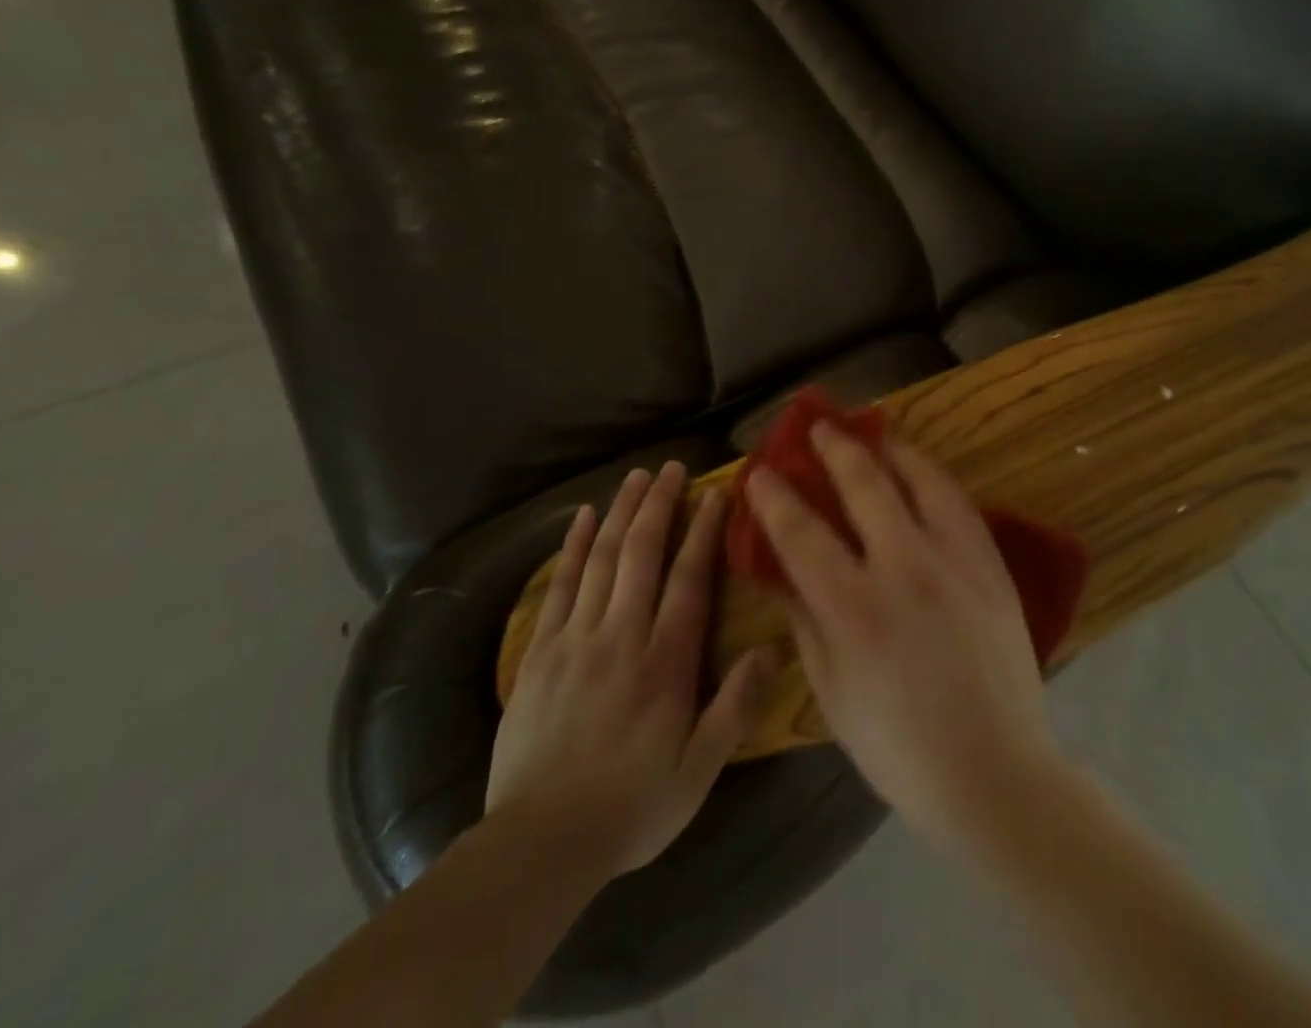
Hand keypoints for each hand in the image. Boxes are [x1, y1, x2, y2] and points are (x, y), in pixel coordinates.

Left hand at [486, 462, 775, 877]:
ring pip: (601, 558)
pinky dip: (572, 546)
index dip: (704, 531)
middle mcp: (622, 635)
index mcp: (665, 662)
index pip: (689, 579)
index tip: (716, 493)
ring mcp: (575, 638)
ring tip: (634, 476)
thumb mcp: (699, 772)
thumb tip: (771, 649)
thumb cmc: (632, 807)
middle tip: (670, 467)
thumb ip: (736, 707)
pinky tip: (581, 518)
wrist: (540, 843)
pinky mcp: (539, 650)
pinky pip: (559, 585)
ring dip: (620, 512)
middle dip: (658, 505)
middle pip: (642, 553)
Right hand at [745, 427, 1063, 845]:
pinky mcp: (990, 563)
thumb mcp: (830, 690)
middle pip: (863, 484)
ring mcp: (954, 560)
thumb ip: (804, 619)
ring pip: (919, 478)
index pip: (801, 531)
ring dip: (887, 447)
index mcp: (854, 609)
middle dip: (832, 447)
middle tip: (815, 427)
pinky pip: (958, 501)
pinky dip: (931, 474)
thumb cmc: (898, 744)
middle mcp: (904, 569)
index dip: (774, 495)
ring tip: (870, 429)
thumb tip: (782, 567)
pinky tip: (918, 467)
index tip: (759, 471)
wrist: (994, 772)